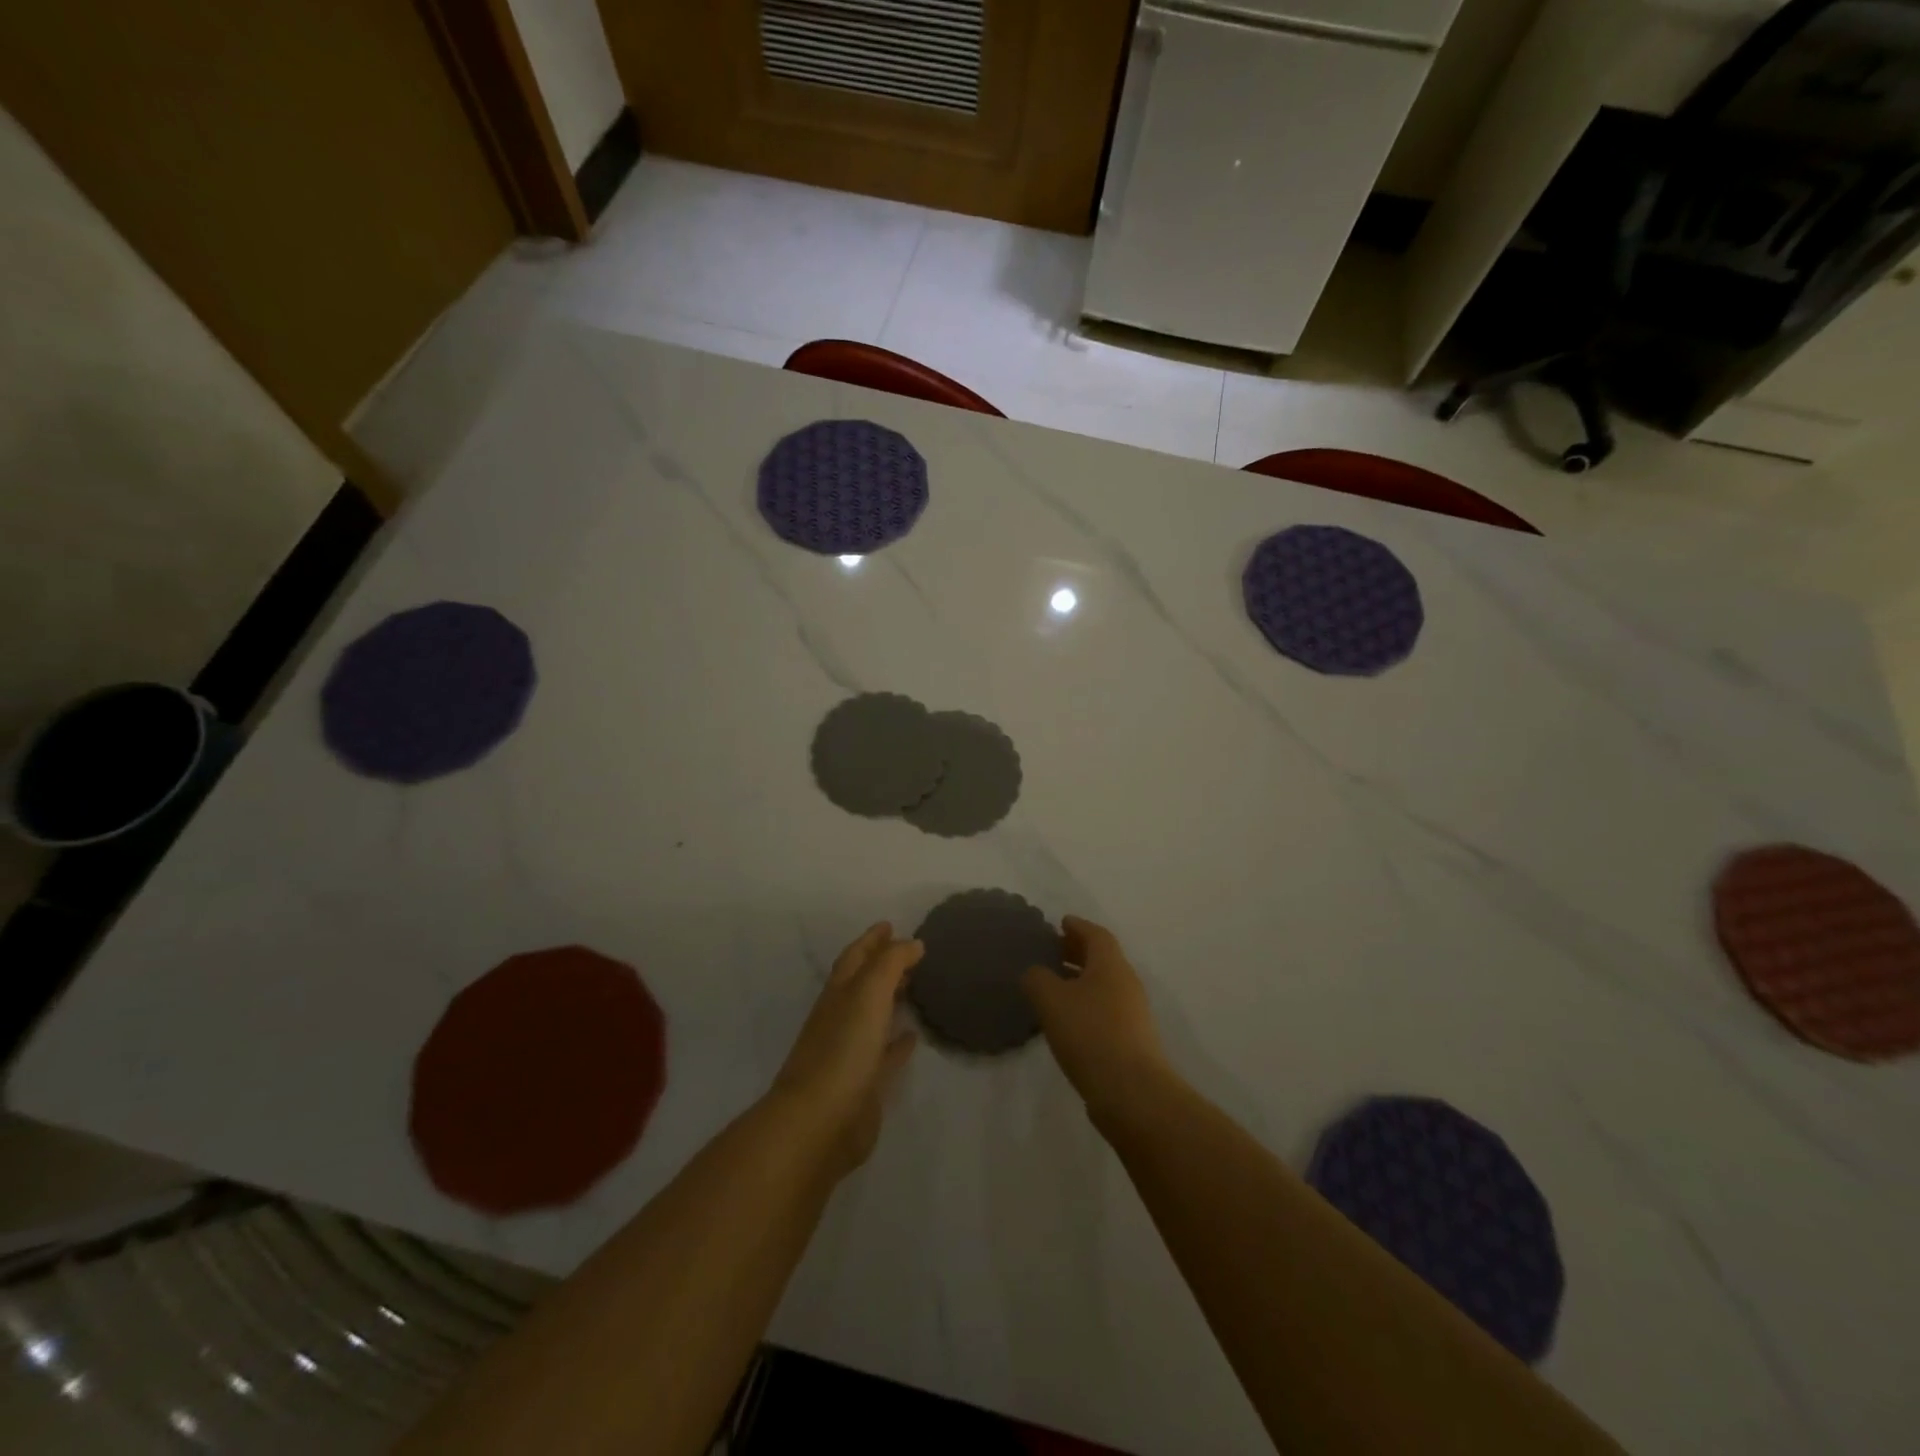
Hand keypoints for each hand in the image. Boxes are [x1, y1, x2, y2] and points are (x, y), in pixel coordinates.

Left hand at [771, 924, 921, 1177]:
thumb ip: (890, 963)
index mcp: (839, 993)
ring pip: (874, 1016)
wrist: (820, 1122)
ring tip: (915, 986)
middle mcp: (842, 1017)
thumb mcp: (868, 993)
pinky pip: (885, 1053)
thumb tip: (912, 942)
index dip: (872, 939)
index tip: (890, 924)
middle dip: (882, 965)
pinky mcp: (865, 1083)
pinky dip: (898, 1042)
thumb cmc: (843, 1049)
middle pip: (863, 983)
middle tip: (910, 953)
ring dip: (891, 999)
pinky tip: (913, 1035)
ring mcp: (851, 1051)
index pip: (855, 957)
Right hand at [1022, 916, 1173, 1125]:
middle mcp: (1126, 983)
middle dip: (1077, 952)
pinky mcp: (1131, 1041)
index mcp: (1111, 965)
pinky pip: (1105, 1009)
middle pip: (1102, 958)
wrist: (1132, 1093)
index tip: (1060, 923)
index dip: (1077, 926)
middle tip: (1052, 951)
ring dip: (1080, 980)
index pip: (1096, 934)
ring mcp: (1133, 1014)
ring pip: (1104, 985)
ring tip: (1053, 986)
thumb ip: (1037, 979)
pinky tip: (1066, 1020)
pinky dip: (1086, 1004)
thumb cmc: (1090, 1034)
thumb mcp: (1052, 1000)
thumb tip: (1034, 972)